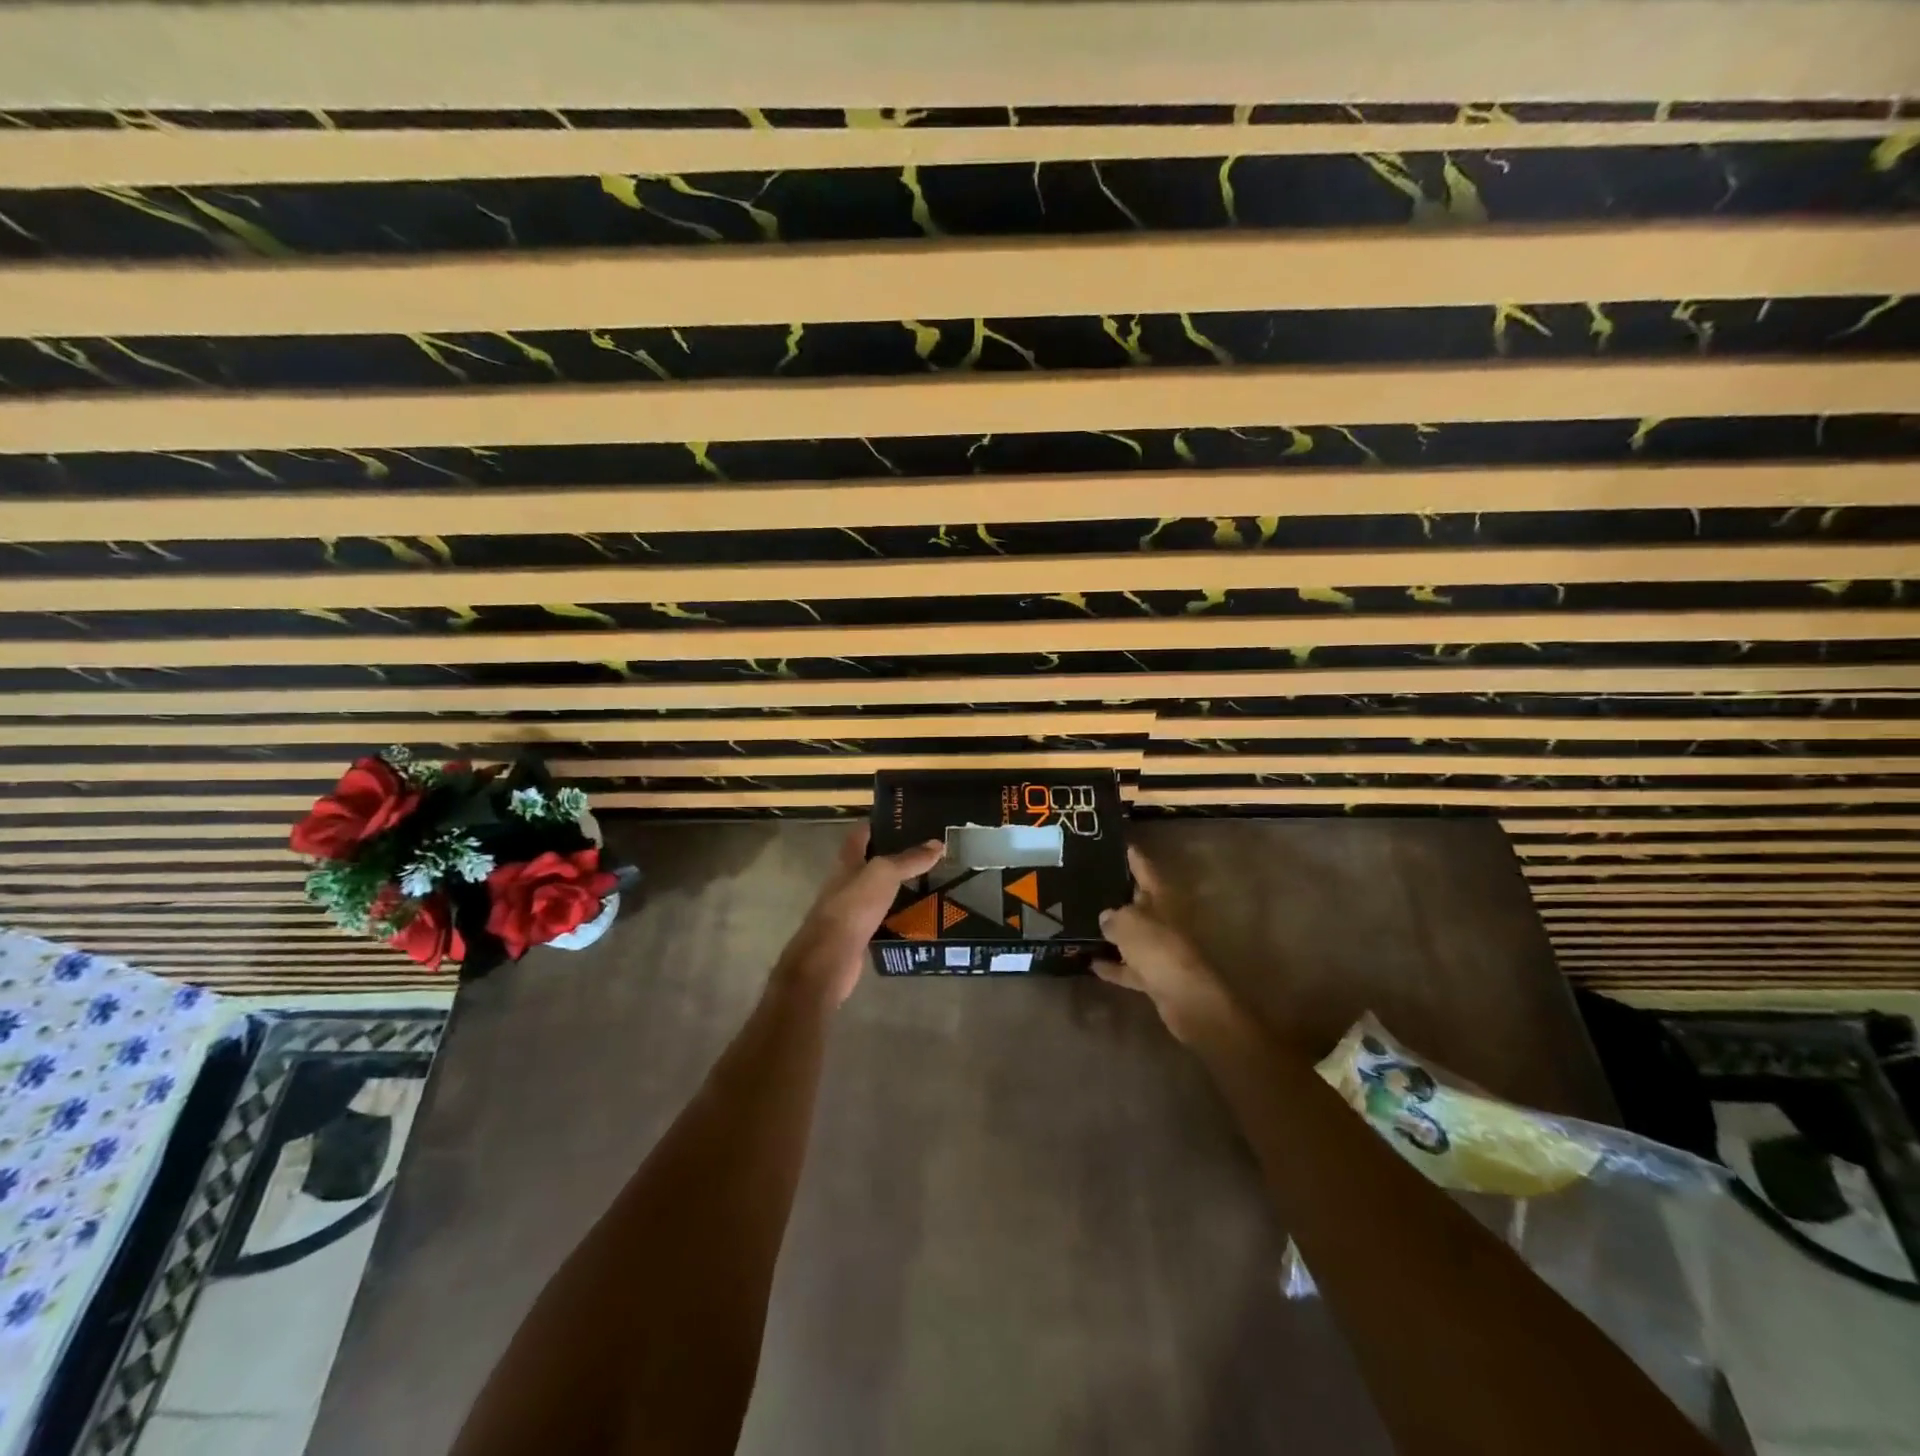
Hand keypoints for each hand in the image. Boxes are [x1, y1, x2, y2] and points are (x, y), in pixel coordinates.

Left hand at [772, 825, 943, 1009]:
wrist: (829, 960)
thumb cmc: (852, 907)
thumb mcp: (883, 875)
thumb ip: (908, 859)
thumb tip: (937, 844)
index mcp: (847, 862)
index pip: (860, 834)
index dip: (879, 824)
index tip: (905, 820)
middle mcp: (846, 882)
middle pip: (871, 863)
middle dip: (896, 857)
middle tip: (928, 853)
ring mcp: (851, 910)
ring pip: (879, 892)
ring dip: (900, 887)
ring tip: (931, 882)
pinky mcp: (859, 935)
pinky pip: (883, 919)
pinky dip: (899, 916)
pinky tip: (920, 916)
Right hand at [1093, 846, 1240, 1042]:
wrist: (1187, 998)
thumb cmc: (1158, 948)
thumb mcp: (1127, 923)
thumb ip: (1112, 917)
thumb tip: (1105, 917)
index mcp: (1161, 898)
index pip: (1144, 868)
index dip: (1131, 856)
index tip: (1116, 844)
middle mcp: (1162, 919)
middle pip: (1137, 902)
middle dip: (1116, 895)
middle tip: (1087, 884)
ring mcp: (1160, 948)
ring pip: (1132, 935)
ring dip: (1112, 932)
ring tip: (1082, 922)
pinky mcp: (1155, 975)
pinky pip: (1129, 966)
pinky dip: (1113, 965)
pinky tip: (1090, 963)